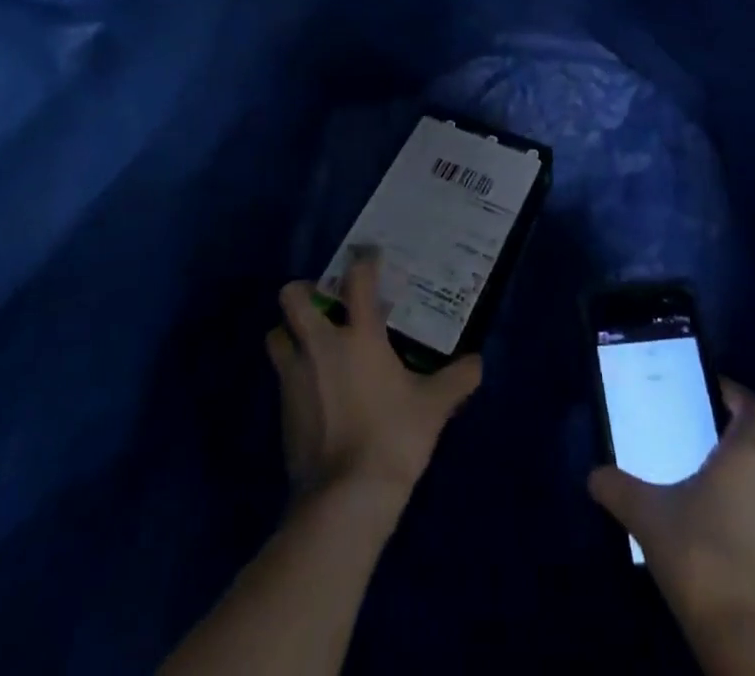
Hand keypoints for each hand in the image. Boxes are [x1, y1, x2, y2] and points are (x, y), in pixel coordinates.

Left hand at [267, 251, 482, 505]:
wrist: (345, 498)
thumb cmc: (393, 437)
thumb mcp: (433, 407)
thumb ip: (456, 380)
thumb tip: (478, 362)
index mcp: (359, 335)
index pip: (357, 280)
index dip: (363, 262)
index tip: (370, 257)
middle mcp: (321, 345)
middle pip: (292, 297)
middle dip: (304, 292)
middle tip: (325, 303)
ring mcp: (295, 376)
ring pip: (276, 334)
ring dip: (289, 332)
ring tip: (312, 344)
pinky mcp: (282, 408)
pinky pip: (281, 375)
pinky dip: (293, 373)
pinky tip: (314, 389)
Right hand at [589, 381, 754, 674]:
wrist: (748, 638)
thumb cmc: (700, 556)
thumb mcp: (647, 516)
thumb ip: (618, 488)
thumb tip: (593, 475)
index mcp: (748, 452)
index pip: (754, 405)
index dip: (735, 393)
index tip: (709, 391)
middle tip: (726, 422)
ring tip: (727, 464)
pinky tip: (733, 507)